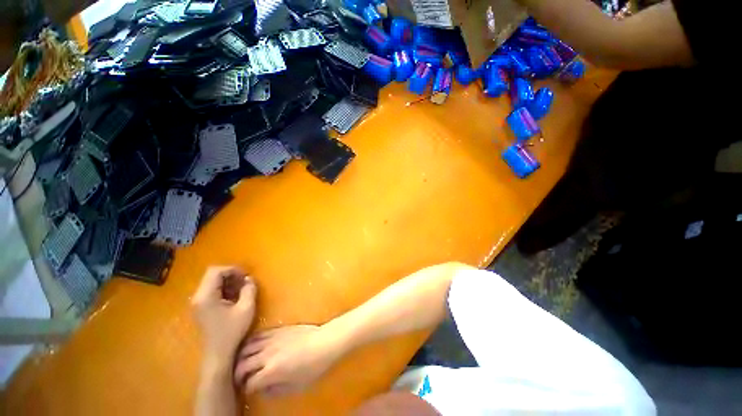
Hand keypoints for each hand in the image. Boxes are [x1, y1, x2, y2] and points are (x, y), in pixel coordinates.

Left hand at [192, 266, 256, 367]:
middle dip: (230, 275)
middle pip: (212, 275)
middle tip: (244, 281)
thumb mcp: (246, 308)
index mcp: (206, 296)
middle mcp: (198, 297)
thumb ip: (249, 289)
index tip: (245, 276)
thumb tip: (249, 279)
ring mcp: (197, 302)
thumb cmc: (232, 331)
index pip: (216, 271)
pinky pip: (211, 290)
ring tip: (241, 289)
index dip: (232, 269)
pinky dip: (223, 289)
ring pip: (212, 282)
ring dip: (227, 281)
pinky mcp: (200, 307)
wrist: (218, 353)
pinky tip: (234, 297)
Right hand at [234, 325, 345, 395]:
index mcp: (271, 371)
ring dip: (241, 357)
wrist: (324, 341)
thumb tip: (263, 390)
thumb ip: (276, 390)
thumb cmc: (313, 367)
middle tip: (240, 379)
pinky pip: (258, 335)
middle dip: (238, 375)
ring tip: (243, 363)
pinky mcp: (277, 330)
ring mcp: (272, 340)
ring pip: (247, 348)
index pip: (250, 383)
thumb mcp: (296, 386)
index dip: (247, 389)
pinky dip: (251, 342)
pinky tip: (253, 347)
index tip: (248, 390)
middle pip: (242, 365)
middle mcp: (267, 355)